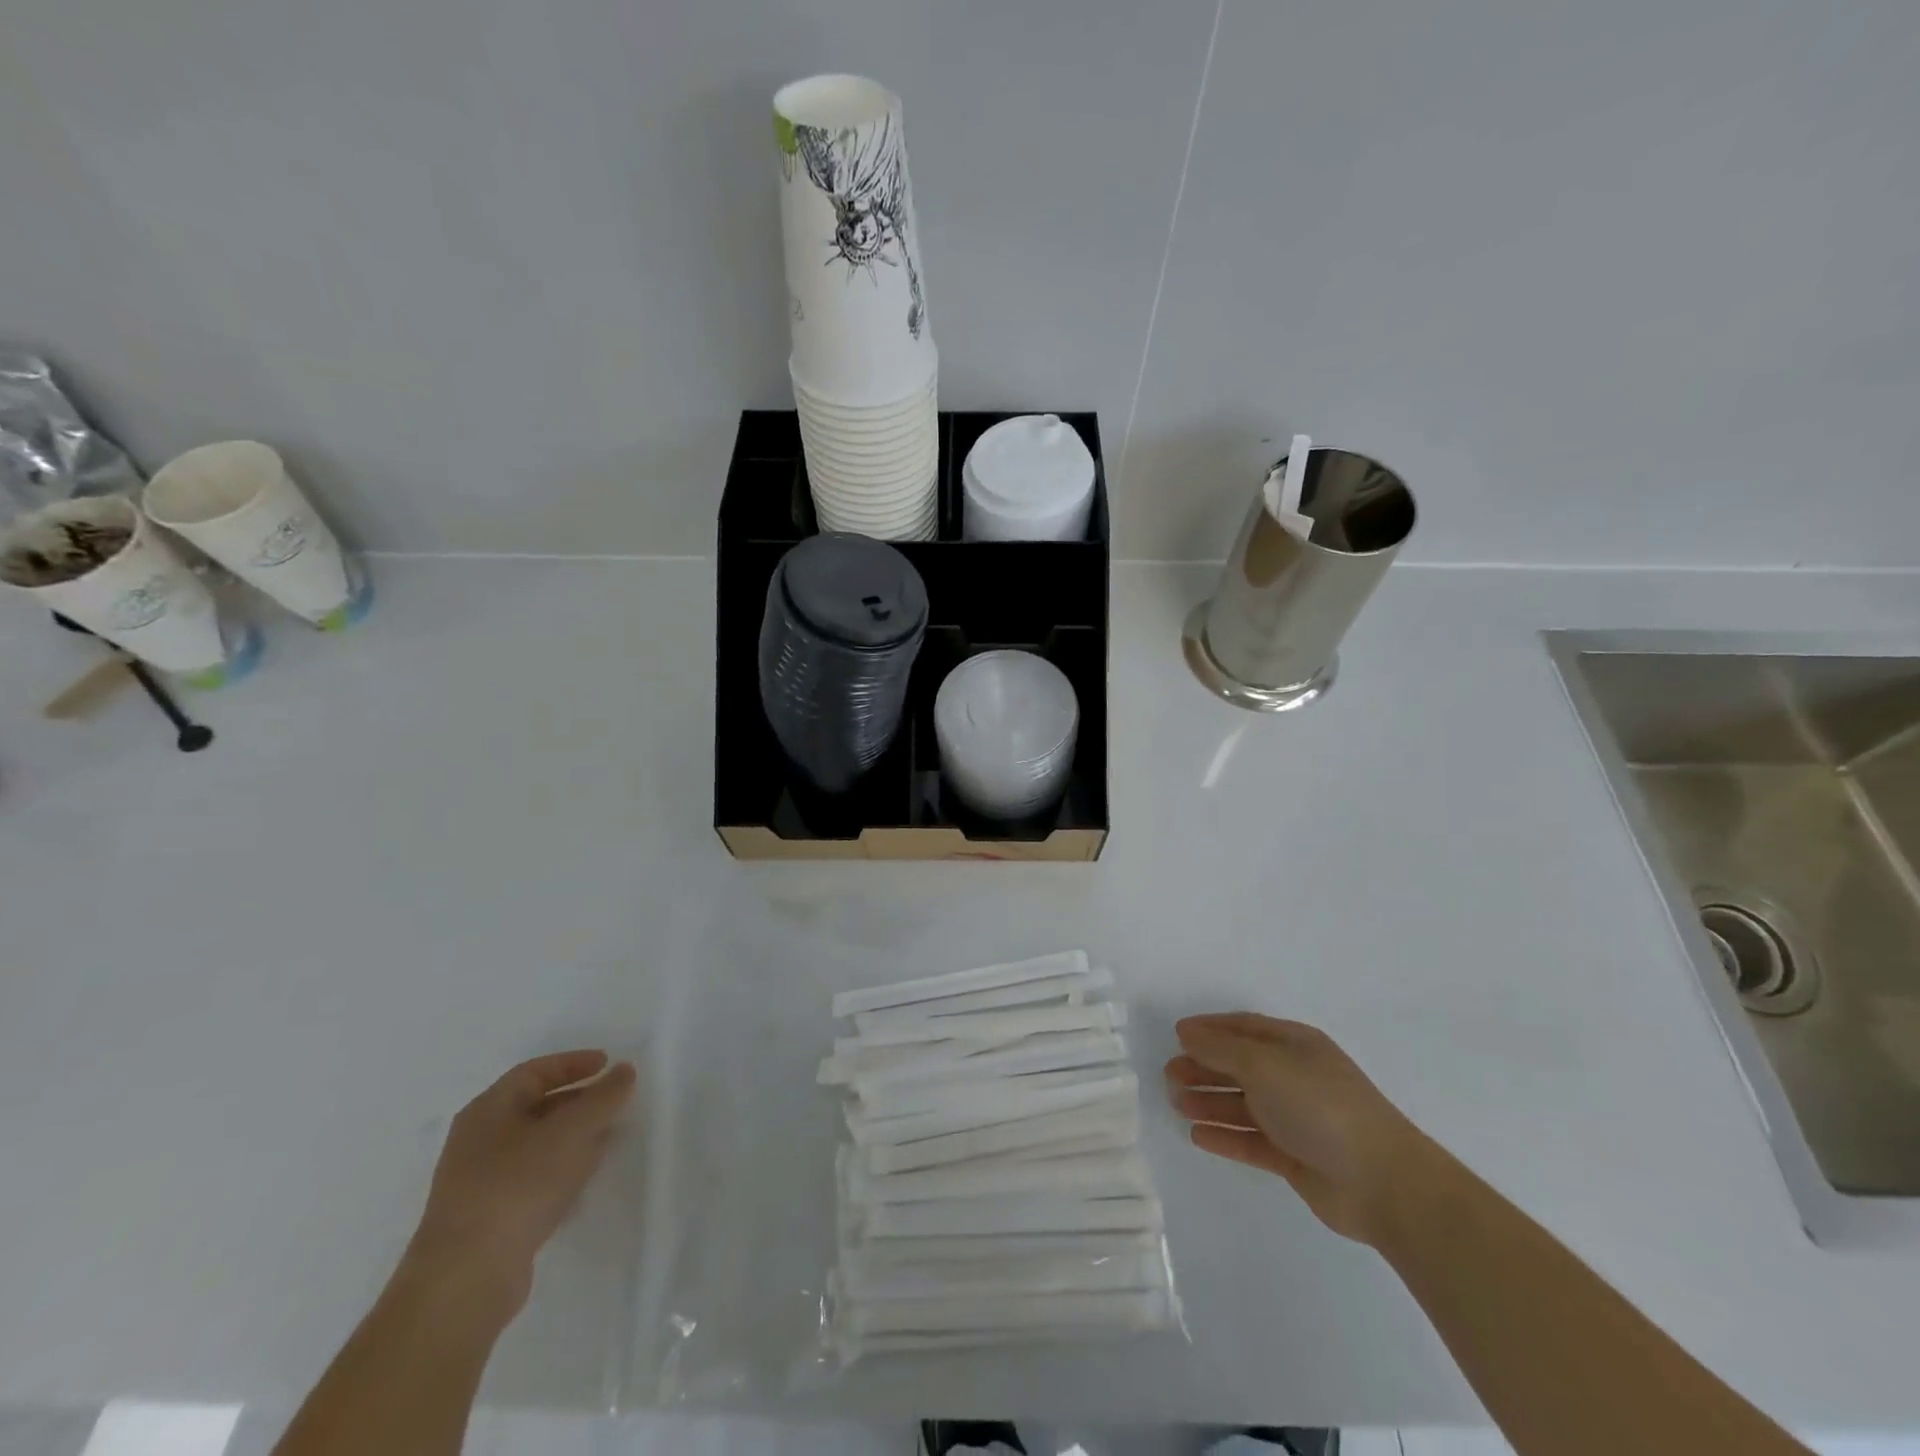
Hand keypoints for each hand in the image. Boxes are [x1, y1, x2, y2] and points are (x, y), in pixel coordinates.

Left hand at [404, 1050, 636, 1319]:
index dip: (573, 1063)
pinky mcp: (488, 1217)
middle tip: (613, 1099)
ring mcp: (479, 1182)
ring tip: (608, 1135)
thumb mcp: (571, 1131)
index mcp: (487, 1111)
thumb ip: (604, 1097)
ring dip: (572, 1135)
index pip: (534, 1072)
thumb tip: (624, 1071)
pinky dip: (561, 1166)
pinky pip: (531, 1177)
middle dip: (577, 1100)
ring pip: (535, 1144)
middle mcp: (477, 1141)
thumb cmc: (518, 1186)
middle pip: (534, 1106)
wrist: (466, 1280)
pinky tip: (583, 1176)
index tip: (608, 1064)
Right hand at [1165, 1014, 1438, 1244]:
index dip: (1209, 1030)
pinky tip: (1198, 1136)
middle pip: (1239, 1066)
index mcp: (1294, 1045)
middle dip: (1203, 1068)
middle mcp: (1294, 1076)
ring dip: (1209, 1102)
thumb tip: (1186, 1032)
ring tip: (1175, 1104)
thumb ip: (1220, 1049)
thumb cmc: (1319, 1106)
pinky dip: (1225, 1136)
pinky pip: (1251, 1140)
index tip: (1175, 1036)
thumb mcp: (1263, 1065)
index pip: (1243, 1029)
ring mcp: (1296, 1118)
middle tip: (1168, 1076)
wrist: (1382, 1182)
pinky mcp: (1296, 1157)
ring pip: (1242, 1104)